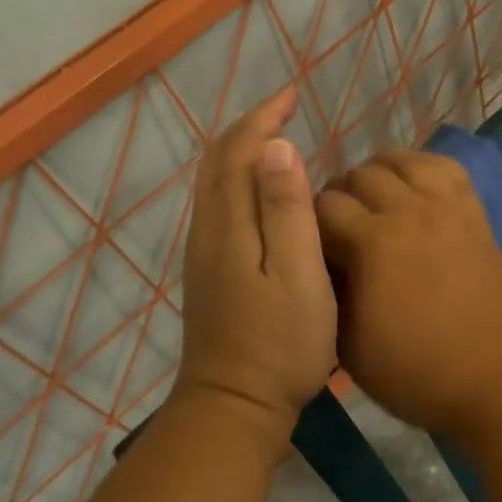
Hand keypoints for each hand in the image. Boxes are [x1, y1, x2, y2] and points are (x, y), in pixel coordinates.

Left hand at [176, 88, 336, 438]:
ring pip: (214, 182)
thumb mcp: (297, 274)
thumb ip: (286, 210)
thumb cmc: (280, 343)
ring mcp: (204, 252)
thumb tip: (277, 146)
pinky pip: (218, 203)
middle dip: (250, 126)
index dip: (264, 117)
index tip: (292, 94)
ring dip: (241, 149)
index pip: (239, 151)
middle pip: (218, 161)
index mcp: (229, 225)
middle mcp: (208, 230)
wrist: (233, 407)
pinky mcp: (210, 271)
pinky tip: (262, 190)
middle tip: (285, 107)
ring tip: (276, 138)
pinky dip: (238, 177)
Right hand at [315, 149, 501, 435]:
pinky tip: (415, 191)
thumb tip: (320, 263)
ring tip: (374, 202)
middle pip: (360, 174)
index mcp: (374, 243)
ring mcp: (447, 207)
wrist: (499, 379)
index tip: (308, 244)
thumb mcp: (349, 347)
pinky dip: (422, 169)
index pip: (324, 205)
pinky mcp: (475, 212)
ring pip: (402, 160)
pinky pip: (446, 168)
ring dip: (379, 174)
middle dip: (340, 195)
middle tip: (339, 227)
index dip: (308, 221)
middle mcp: (409, 211)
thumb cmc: (418, 372)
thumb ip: (328, 294)